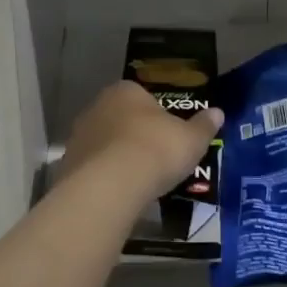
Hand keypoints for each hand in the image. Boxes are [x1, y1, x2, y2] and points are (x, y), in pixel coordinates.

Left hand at [57, 81, 222, 205]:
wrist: (110, 186)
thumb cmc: (155, 150)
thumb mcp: (191, 139)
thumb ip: (203, 126)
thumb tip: (217, 112)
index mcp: (126, 91)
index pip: (143, 97)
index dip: (158, 117)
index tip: (169, 137)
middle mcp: (97, 106)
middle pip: (121, 119)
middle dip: (136, 136)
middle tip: (156, 159)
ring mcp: (79, 136)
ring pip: (105, 144)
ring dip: (118, 158)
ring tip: (139, 182)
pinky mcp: (68, 165)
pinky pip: (93, 169)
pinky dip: (105, 178)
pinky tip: (120, 194)